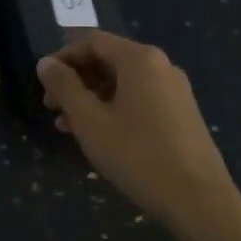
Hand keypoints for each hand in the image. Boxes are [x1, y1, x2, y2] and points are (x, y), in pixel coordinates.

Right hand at [37, 31, 240, 228]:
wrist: (198, 199)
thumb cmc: (137, 154)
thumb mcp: (90, 121)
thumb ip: (64, 87)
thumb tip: (46, 63)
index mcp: (140, 59)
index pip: (92, 41)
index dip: (63, 57)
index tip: (42, 82)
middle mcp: (161, 66)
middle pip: (109, 60)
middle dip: (76, 81)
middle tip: (52, 107)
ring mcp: (175, 91)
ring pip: (123, 83)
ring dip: (92, 99)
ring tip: (69, 127)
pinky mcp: (182, 115)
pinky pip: (140, 100)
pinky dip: (114, 109)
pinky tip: (100, 137)